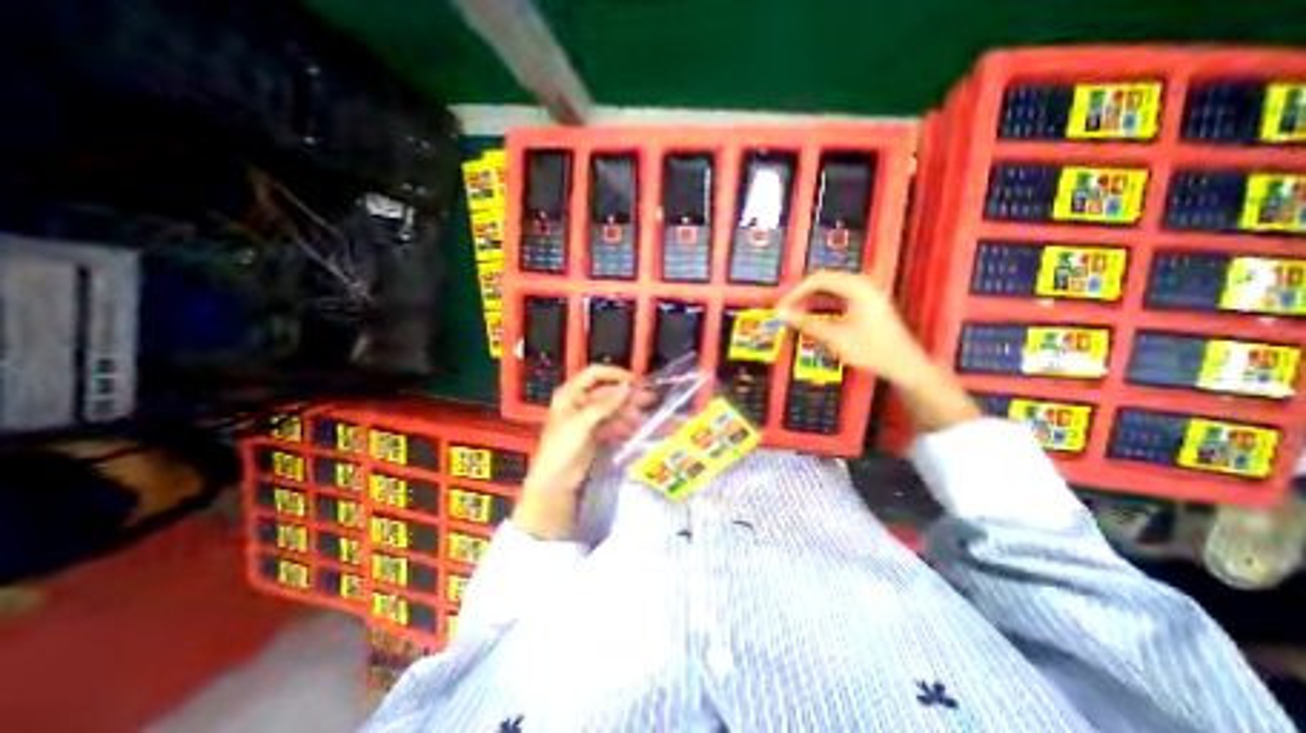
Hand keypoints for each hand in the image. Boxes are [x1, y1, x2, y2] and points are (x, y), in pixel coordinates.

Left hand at [514, 362, 635, 538]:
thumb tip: (626, 385)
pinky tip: (636, 429)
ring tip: (644, 417)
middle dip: (626, 395)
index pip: (594, 374)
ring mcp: (588, 417)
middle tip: (648, 398)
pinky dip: (623, 425)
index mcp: (570, 393)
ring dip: (628, 411)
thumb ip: (605, 403)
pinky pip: (612, 422)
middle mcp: (579, 401)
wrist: (556, 479)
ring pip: (612, 408)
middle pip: (607, 392)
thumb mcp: (582, 422)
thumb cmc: (562, 446)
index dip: (614, 373)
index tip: (634, 380)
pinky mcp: (595, 432)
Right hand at [773, 271, 980, 432]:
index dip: (795, 292)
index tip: (780, 308)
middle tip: (784, 311)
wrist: (904, 364)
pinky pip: (838, 295)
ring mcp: (866, 291)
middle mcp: (862, 283)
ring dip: (810, 299)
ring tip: (794, 314)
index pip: (818, 280)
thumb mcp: (834, 338)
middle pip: (823, 281)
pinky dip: (822, 304)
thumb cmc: (870, 350)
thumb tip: (779, 313)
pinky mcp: (866, 301)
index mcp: (857, 287)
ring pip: (829, 288)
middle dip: (801, 295)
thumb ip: (805, 323)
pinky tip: (812, 315)